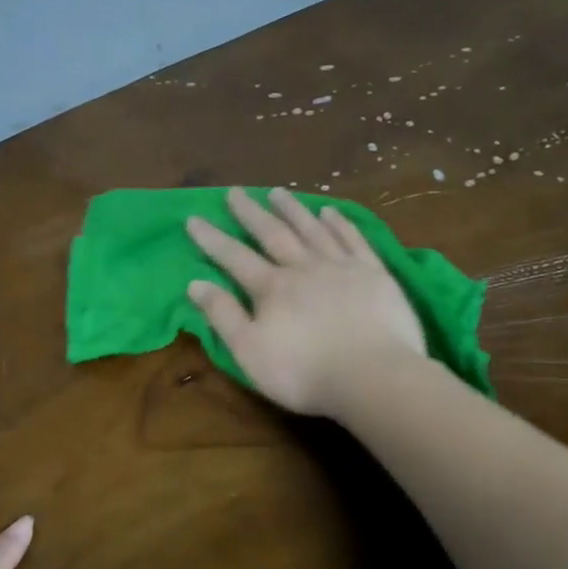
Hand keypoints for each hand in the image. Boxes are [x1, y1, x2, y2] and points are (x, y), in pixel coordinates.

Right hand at [184, 187, 426, 416]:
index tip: (193, 218)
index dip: (212, 239)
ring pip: (312, 229)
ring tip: (278, 192)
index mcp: (272, 288)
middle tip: (235, 192)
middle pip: (273, 234)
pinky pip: (352, 239)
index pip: (234, 257)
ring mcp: (341, 267)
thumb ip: (223, 316)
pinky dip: (339, 223)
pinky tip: (330, 211)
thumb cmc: (304, 372)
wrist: (373, 376)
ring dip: (293, 210)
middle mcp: (304, 267)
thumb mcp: (250, 352)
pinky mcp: (374, 273)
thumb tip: (195, 283)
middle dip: (250, 213)